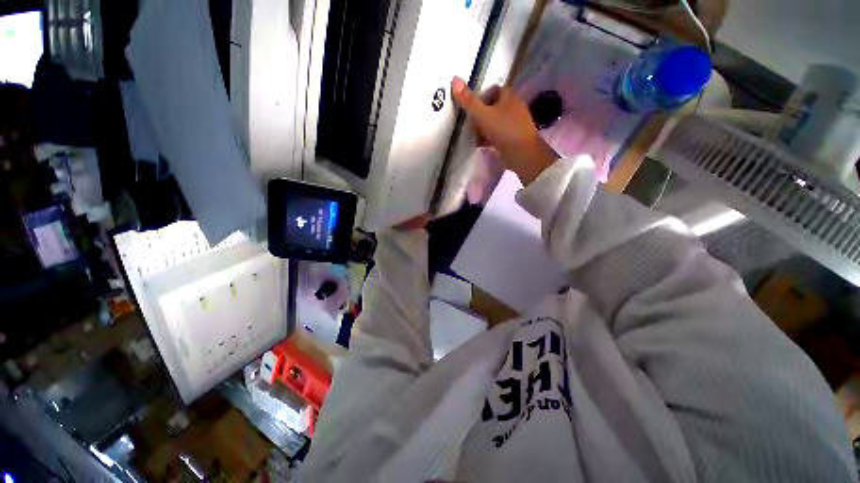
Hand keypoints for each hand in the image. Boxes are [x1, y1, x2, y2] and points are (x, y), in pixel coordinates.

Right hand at [451, 77, 558, 185]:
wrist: (523, 155)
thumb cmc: (505, 131)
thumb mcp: (484, 115)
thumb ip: (469, 101)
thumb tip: (455, 79)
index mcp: (508, 96)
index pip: (492, 90)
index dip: (479, 97)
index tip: (469, 107)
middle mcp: (512, 107)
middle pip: (491, 107)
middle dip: (479, 115)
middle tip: (468, 124)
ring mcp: (513, 123)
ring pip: (493, 121)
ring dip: (482, 128)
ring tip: (471, 136)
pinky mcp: (512, 138)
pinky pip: (496, 134)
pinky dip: (487, 138)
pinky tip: (479, 144)